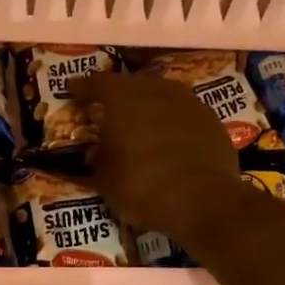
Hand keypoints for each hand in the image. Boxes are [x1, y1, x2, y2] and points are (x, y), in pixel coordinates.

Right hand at [73, 71, 241, 239]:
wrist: (204, 202)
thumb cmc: (143, 187)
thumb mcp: (106, 180)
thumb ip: (99, 158)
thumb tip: (98, 151)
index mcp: (124, 98)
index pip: (97, 83)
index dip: (83, 87)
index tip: (73, 90)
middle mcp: (157, 91)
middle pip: (132, 83)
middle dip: (118, 93)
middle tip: (107, 107)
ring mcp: (189, 103)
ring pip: (162, 94)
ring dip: (148, 105)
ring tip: (140, 120)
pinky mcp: (212, 121)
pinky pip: (184, 114)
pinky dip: (172, 121)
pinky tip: (169, 138)